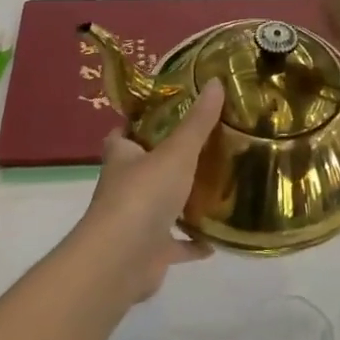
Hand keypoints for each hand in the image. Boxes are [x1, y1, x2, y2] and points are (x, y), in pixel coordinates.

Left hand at [73, 79, 224, 302]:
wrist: (122, 259)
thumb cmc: (143, 195)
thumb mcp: (176, 152)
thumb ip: (197, 122)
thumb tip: (216, 81)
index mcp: (122, 158)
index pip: (123, 134)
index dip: (138, 123)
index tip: (165, 113)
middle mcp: (124, 188)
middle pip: (143, 169)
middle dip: (166, 160)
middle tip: (203, 148)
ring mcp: (135, 222)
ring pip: (160, 207)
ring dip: (182, 202)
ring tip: (216, 189)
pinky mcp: (150, 252)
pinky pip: (175, 245)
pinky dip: (193, 243)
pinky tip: (216, 240)